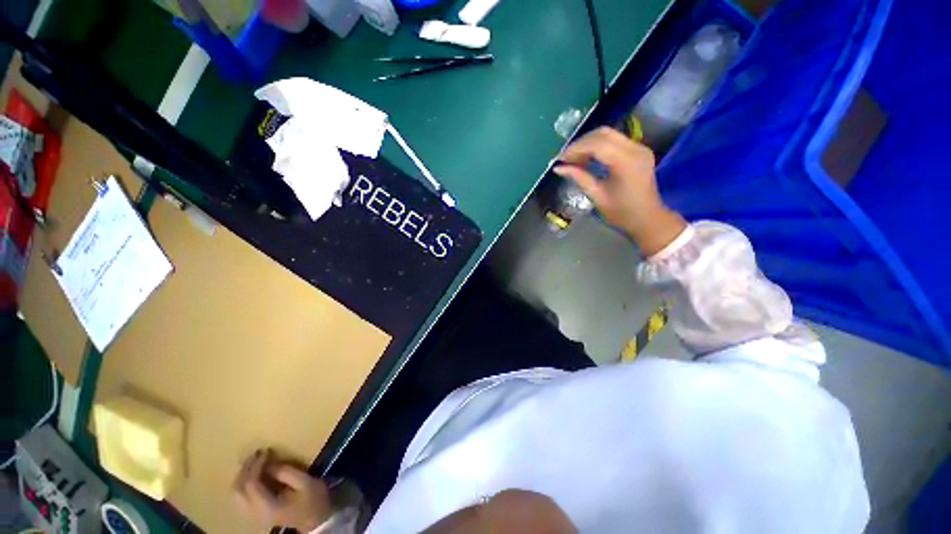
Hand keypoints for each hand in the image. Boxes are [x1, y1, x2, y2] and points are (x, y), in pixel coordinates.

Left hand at [234, 449, 331, 531]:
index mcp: (268, 507)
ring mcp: (252, 516)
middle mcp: (255, 513)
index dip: (255, 465)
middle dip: (245, 469)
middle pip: (238, 490)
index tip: (265, 450)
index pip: (251, 484)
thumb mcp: (305, 482)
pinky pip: (239, 498)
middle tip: (256, 453)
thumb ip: (287, 472)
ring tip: (253, 461)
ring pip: (235, 494)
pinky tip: (251, 474)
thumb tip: (269, 463)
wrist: (314, 519)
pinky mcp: (254, 514)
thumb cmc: (313, 499)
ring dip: (242, 476)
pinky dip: (242, 483)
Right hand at [553, 127, 686, 255]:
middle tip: (565, 158)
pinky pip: (615, 140)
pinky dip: (598, 145)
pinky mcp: (638, 150)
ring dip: (588, 143)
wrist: (647, 218)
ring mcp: (639, 147)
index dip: (576, 149)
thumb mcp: (597, 196)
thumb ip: (579, 177)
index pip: (597, 145)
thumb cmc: (621, 212)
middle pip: (603, 134)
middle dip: (581, 143)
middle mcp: (635, 149)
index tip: (560, 159)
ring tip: (573, 158)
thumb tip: (558, 168)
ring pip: (609, 134)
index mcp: (626, 162)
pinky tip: (587, 157)